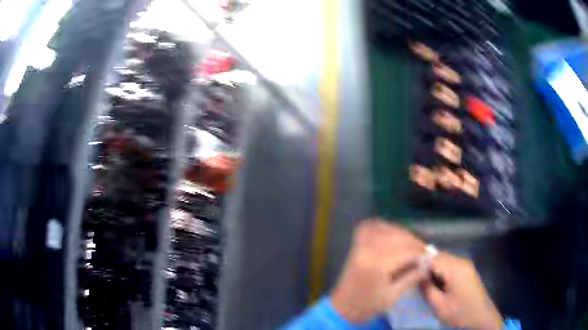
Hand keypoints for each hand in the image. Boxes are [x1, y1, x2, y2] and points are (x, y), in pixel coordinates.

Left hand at [330, 219, 428, 322]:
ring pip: (386, 228)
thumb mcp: (392, 296)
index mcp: (376, 264)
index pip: (405, 250)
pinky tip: (394, 235)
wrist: (342, 308)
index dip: (420, 253)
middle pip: (397, 237)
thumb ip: (411, 278)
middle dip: (414, 243)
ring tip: (412, 246)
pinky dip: (385, 228)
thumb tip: (428, 265)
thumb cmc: (367, 306)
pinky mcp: (356, 244)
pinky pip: (372, 227)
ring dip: (402, 234)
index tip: (431, 257)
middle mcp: (367, 249)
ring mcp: (360, 244)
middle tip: (423, 252)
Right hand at [421, 252, 503, 329]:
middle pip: (439, 256)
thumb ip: (427, 289)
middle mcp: (461, 261)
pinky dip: (441, 270)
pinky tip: (436, 282)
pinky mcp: (467, 270)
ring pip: (444, 259)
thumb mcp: (439, 305)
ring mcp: (465, 265)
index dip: (419, 263)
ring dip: (433, 268)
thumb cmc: (460, 312)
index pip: (432, 258)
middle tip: (413, 278)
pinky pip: (450, 264)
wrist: (481, 316)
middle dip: (425, 265)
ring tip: (423, 281)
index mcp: (455, 269)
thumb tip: (417, 276)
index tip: (407, 272)